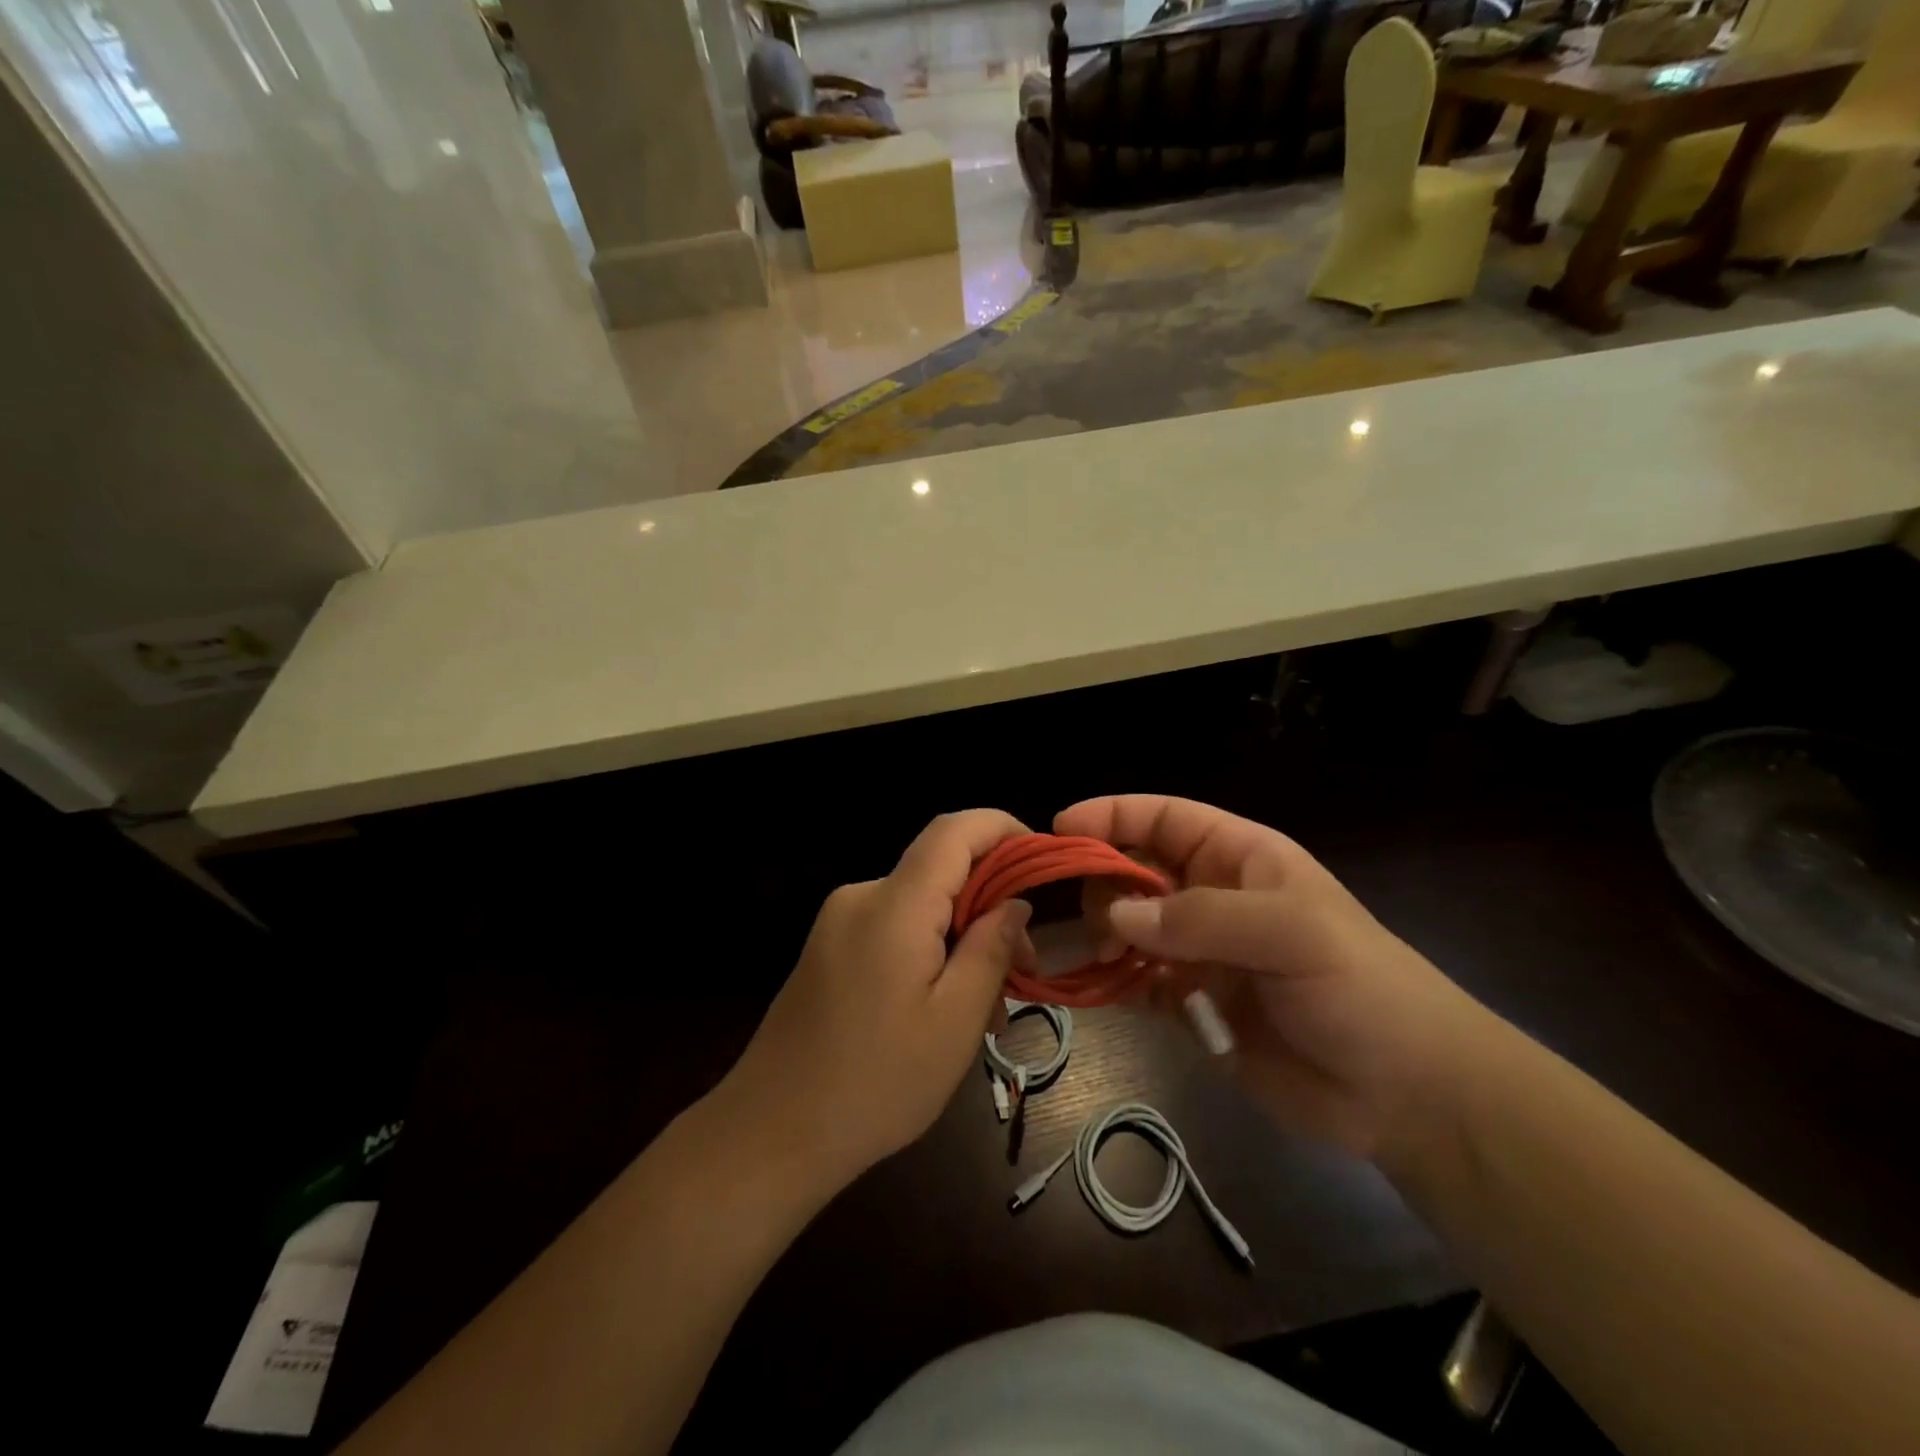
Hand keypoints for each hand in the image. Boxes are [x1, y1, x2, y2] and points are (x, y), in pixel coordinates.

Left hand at [721, 810, 1031, 1187]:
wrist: (770, 1133)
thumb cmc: (875, 1084)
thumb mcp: (954, 1022)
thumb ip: (990, 950)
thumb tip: (1015, 902)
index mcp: (893, 906)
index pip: (954, 831)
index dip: (1002, 829)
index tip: (1041, 862)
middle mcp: (861, 897)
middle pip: (941, 872)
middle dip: (991, 907)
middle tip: (1025, 972)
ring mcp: (838, 922)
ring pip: (921, 906)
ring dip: (962, 940)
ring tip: (989, 1012)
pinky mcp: (828, 948)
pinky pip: (893, 929)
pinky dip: (930, 952)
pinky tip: (944, 1009)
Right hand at [1057, 796, 1490, 1159]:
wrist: (1408, 1095)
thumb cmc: (1360, 989)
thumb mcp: (1290, 933)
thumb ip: (1200, 918)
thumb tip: (1116, 914)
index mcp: (1240, 858)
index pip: (1165, 818)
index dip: (1113, 815)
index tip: (1061, 827)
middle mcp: (1213, 897)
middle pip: (1136, 869)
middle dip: (1107, 884)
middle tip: (1104, 925)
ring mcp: (1201, 952)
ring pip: (1129, 924)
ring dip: (1108, 934)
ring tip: (1114, 961)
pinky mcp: (1193, 1003)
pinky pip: (1137, 980)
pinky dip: (1117, 982)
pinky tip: (1111, 991)